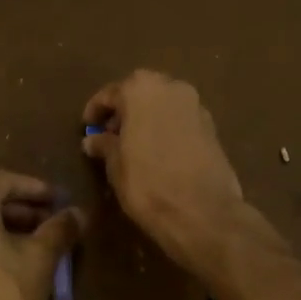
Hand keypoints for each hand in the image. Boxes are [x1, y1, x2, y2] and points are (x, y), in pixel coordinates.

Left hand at [0, 171, 83, 299]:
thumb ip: (59, 230)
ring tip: (42, 245)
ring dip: (9, 228)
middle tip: (56, 223)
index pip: (7, 181)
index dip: (39, 189)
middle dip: (25, 210)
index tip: (63, 201)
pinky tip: (15, 264)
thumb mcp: (40, 262)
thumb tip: (78, 212)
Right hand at [82, 70, 244, 273]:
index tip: (87, 127)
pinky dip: (167, 127)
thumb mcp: (115, 165)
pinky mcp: (212, 126)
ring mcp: (196, 105)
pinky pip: (181, 119)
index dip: (96, 110)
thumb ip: (104, 145)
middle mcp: (171, 87)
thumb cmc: (148, 183)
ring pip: (163, 103)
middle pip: (141, 92)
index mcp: (141, 89)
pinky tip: (158, 151)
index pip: (111, 93)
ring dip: (148, 117)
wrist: (203, 212)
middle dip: (125, 109)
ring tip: (134, 144)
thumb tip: (93, 140)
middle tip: (111, 133)